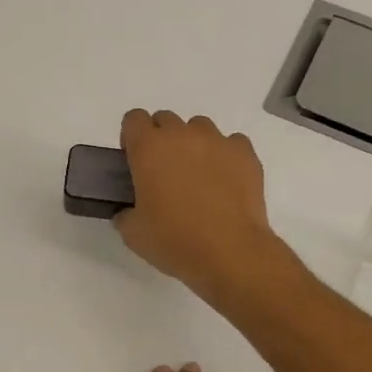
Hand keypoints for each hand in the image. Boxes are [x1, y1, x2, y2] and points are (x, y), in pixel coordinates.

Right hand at [115, 110, 283, 306]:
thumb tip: (129, 212)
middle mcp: (182, 135)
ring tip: (198, 178)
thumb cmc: (174, 241)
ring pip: (199, 128)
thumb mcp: (133, 233)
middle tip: (165, 173)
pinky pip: (231, 143)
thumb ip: (125, 214)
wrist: (230, 252)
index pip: (134, 119)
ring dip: (194, 145)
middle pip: (166, 119)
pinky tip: (225, 182)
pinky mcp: (246, 154)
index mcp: (149, 148)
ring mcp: (217, 141)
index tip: (135, 162)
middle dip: (162, 140)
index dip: (132, 138)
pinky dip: (225, 156)